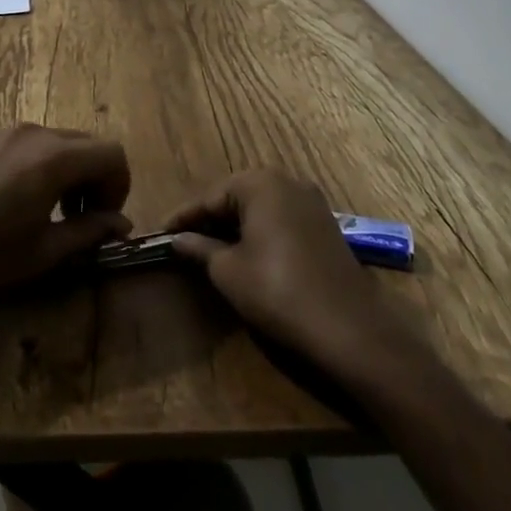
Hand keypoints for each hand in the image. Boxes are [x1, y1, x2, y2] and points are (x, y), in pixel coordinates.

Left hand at [0, 124, 132, 319]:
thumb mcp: (44, 254)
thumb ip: (89, 232)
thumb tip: (121, 225)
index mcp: (54, 158)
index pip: (112, 153)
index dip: (119, 186)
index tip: (105, 221)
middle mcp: (34, 133)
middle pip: (86, 144)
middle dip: (96, 179)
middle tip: (83, 221)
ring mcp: (5, 132)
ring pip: (58, 142)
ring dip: (70, 172)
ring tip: (53, 213)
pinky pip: (30, 144)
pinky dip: (43, 165)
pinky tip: (20, 202)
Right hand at [167, 170, 397, 365]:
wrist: (349, 328)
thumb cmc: (278, 290)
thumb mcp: (228, 270)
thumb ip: (199, 248)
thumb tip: (176, 239)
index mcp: (259, 182)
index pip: (209, 197)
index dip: (183, 218)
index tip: (160, 233)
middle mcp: (286, 181)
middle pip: (235, 196)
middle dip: (209, 219)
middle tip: (183, 242)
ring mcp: (311, 202)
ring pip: (259, 208)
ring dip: (234, 226)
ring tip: (210, 249)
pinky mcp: (325, 224)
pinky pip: (280, 219)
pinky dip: (259, 232)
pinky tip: (246, 254)